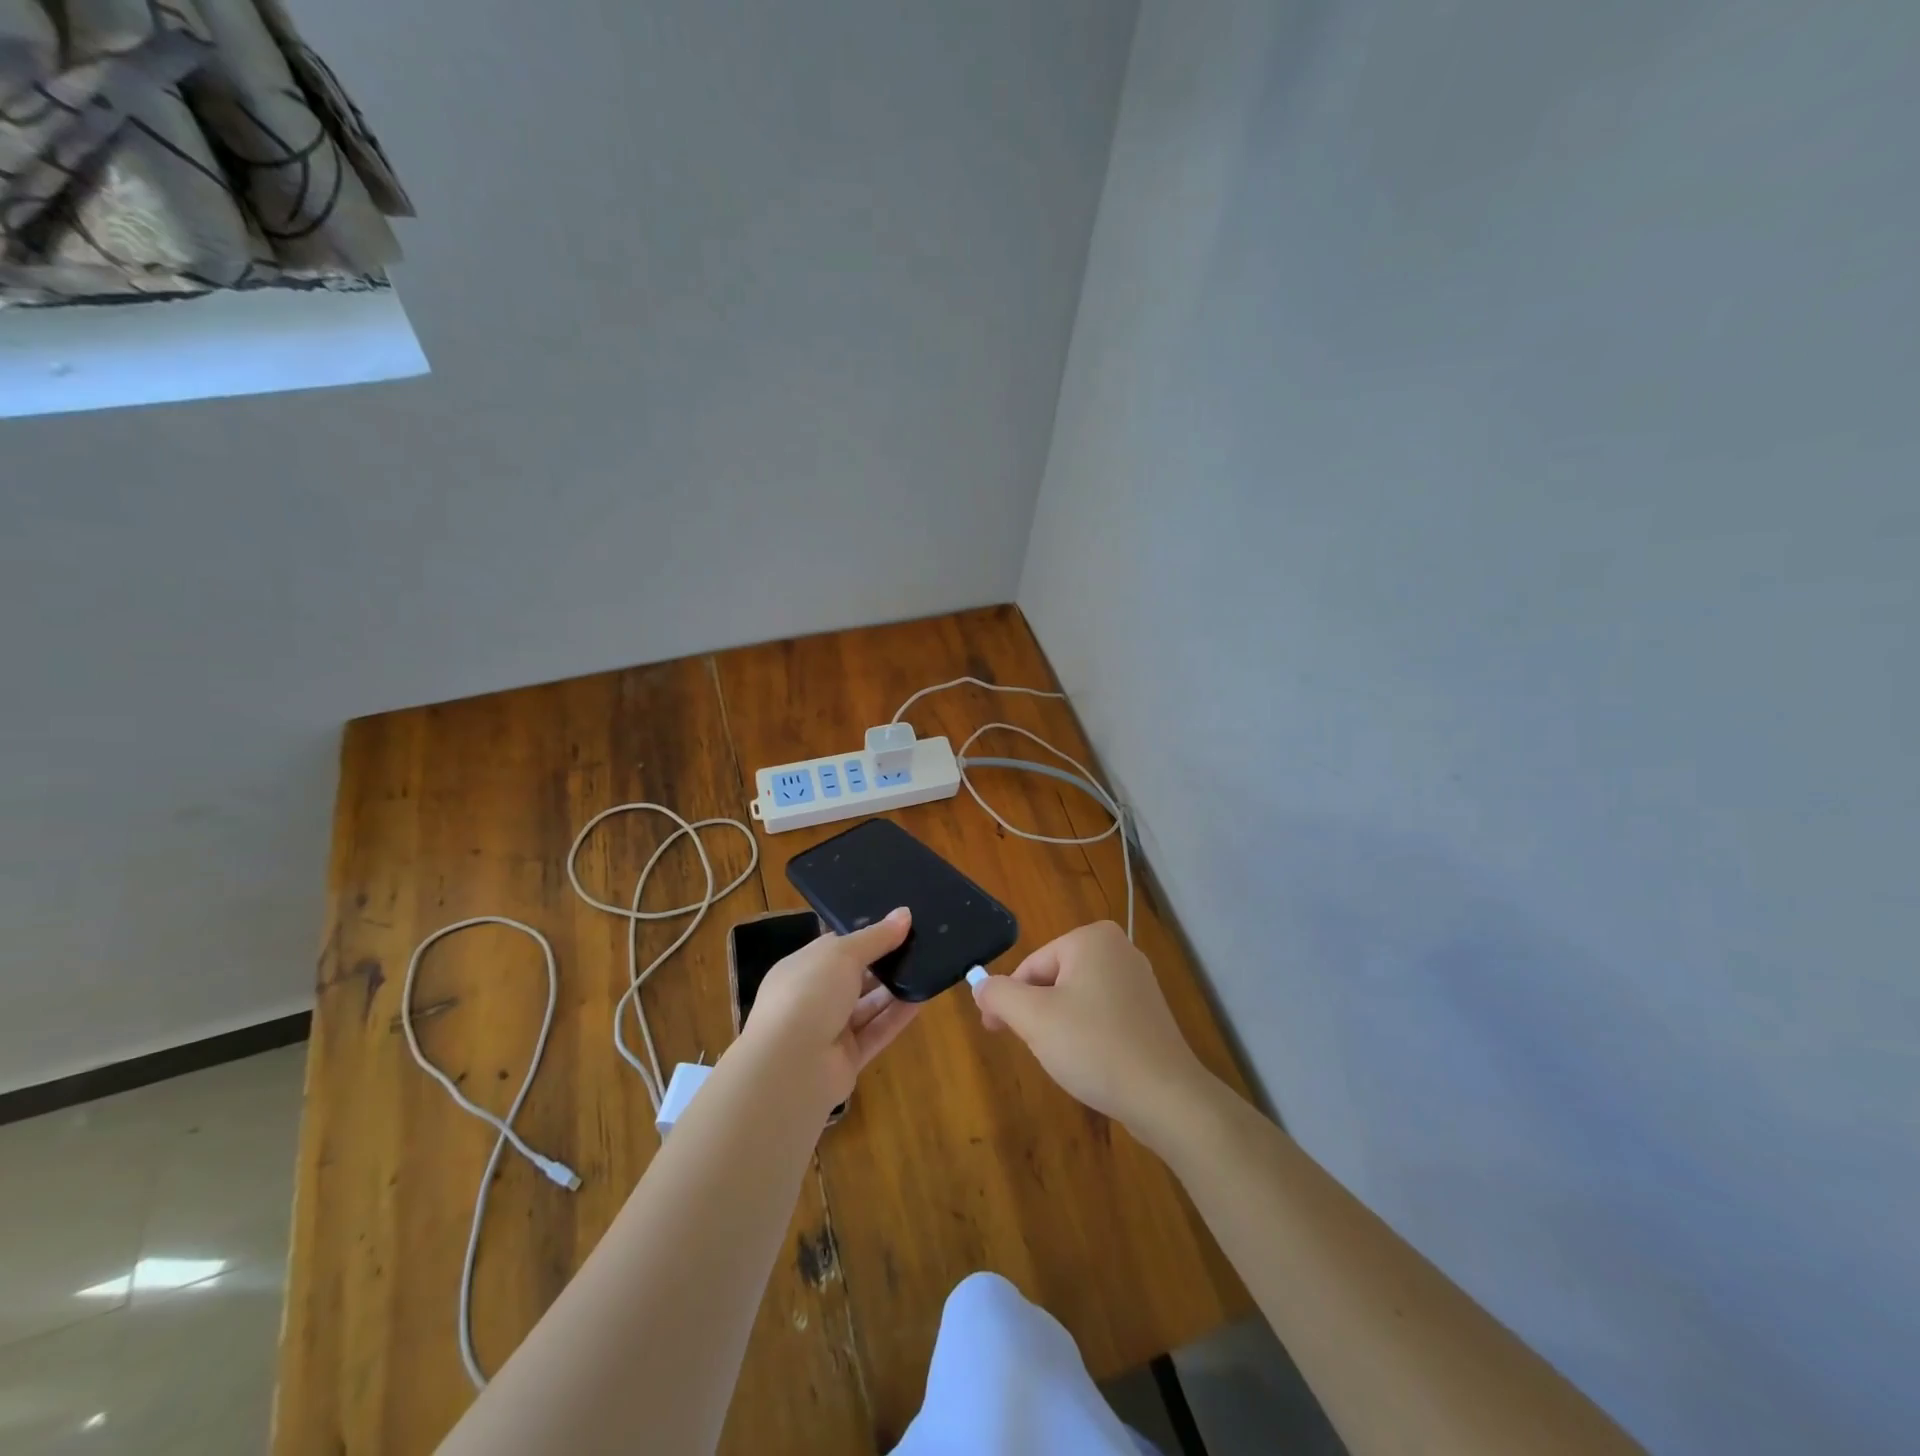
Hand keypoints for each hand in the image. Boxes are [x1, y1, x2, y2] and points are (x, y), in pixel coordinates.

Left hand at [745, 906, 920, 1109]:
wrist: (790, 1067)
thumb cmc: (808, 994)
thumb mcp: (842, 954)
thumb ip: (876, 936)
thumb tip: (905, 914)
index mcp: (801, 969)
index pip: (835, 948)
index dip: (865, 935)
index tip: (898, 924)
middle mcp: (812, 999)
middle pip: (854, 977)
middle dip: (882, 962)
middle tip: (919, 944)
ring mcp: (829, 1031)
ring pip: (867, 1005)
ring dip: (894, 989)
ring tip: (926, 968)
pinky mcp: (847, 1059)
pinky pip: (876, 1032)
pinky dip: (897, 1016)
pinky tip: (922, 999)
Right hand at [972, 920, 1212, 1145]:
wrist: (1166, 1097)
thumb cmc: (1094, 1046)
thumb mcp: (1034, 1018)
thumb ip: (999, 994)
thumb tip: (980, 984)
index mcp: (1091, 939)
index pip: (1031, 966)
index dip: (1009, 1000)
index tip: (994, 1030)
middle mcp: (1118, 948)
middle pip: (1053, 979)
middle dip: (1037, 1014)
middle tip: (1034, 1049)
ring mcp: (1137, 980)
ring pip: (1075, 999)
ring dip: (1059, 1026)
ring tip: (1065, 1059)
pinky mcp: (1148, 1011)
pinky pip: (1100, 1014)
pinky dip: (1086, 1035)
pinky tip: (1090, 1062)